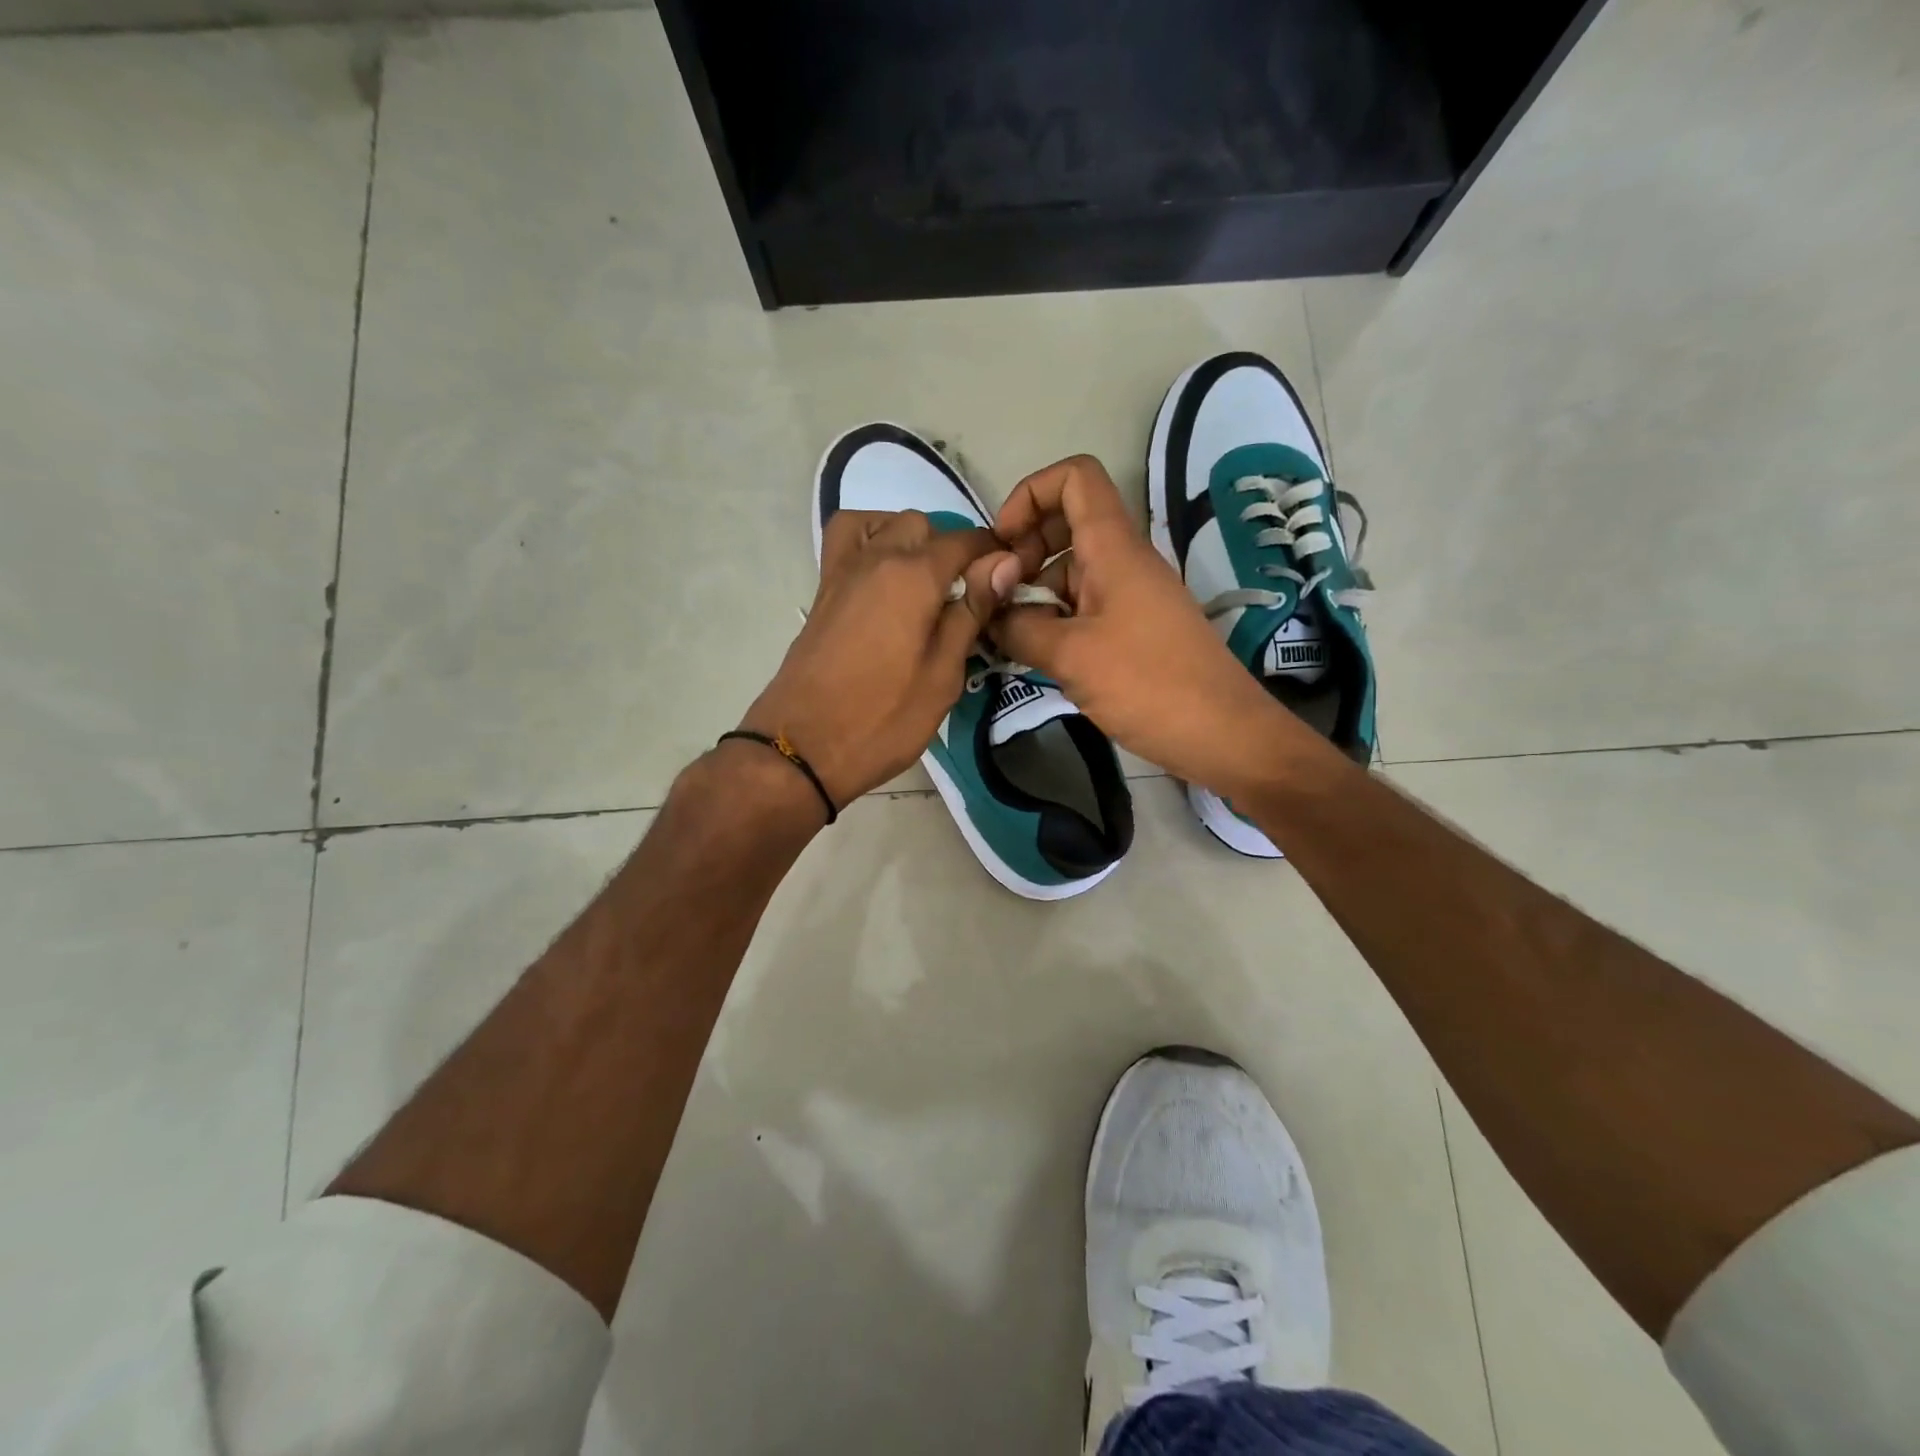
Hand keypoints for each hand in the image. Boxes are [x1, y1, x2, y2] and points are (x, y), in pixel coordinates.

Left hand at [741, 510, 1021, 807]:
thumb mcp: (943, 675)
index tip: (1009, 580)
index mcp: (913, 576)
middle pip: (922, 525)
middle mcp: (876, 558)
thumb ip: (971, 612)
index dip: (993, 555)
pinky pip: (849, 542)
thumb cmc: (883, 719)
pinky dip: (872, 542)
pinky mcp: (823, 591)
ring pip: (882, 524)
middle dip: (950, 548)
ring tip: (924, 582)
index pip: (965, 542)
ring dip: (909, 540)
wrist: (803, 747)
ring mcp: (843, 572)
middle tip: (965, 597)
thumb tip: (1004, 563)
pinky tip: (886, 579)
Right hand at [990, 455, 1296, 795]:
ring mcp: (1130, 597)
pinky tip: (1035, 657)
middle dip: (1024, 551)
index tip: (1003, 543)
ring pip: (1071, 572)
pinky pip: (1085, 608)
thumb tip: (989, 614)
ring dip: (1035, 595)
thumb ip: (1019, 627)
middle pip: (1067, 524)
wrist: (1221, 734)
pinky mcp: (1134, 630)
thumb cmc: (1147, 684)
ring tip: (1008, 638)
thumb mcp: (1070, 656)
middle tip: (999, 597)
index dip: (1030, 494)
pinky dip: (1055, 622)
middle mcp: (1123, 562)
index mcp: (1114, 548)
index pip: (1075, 478)